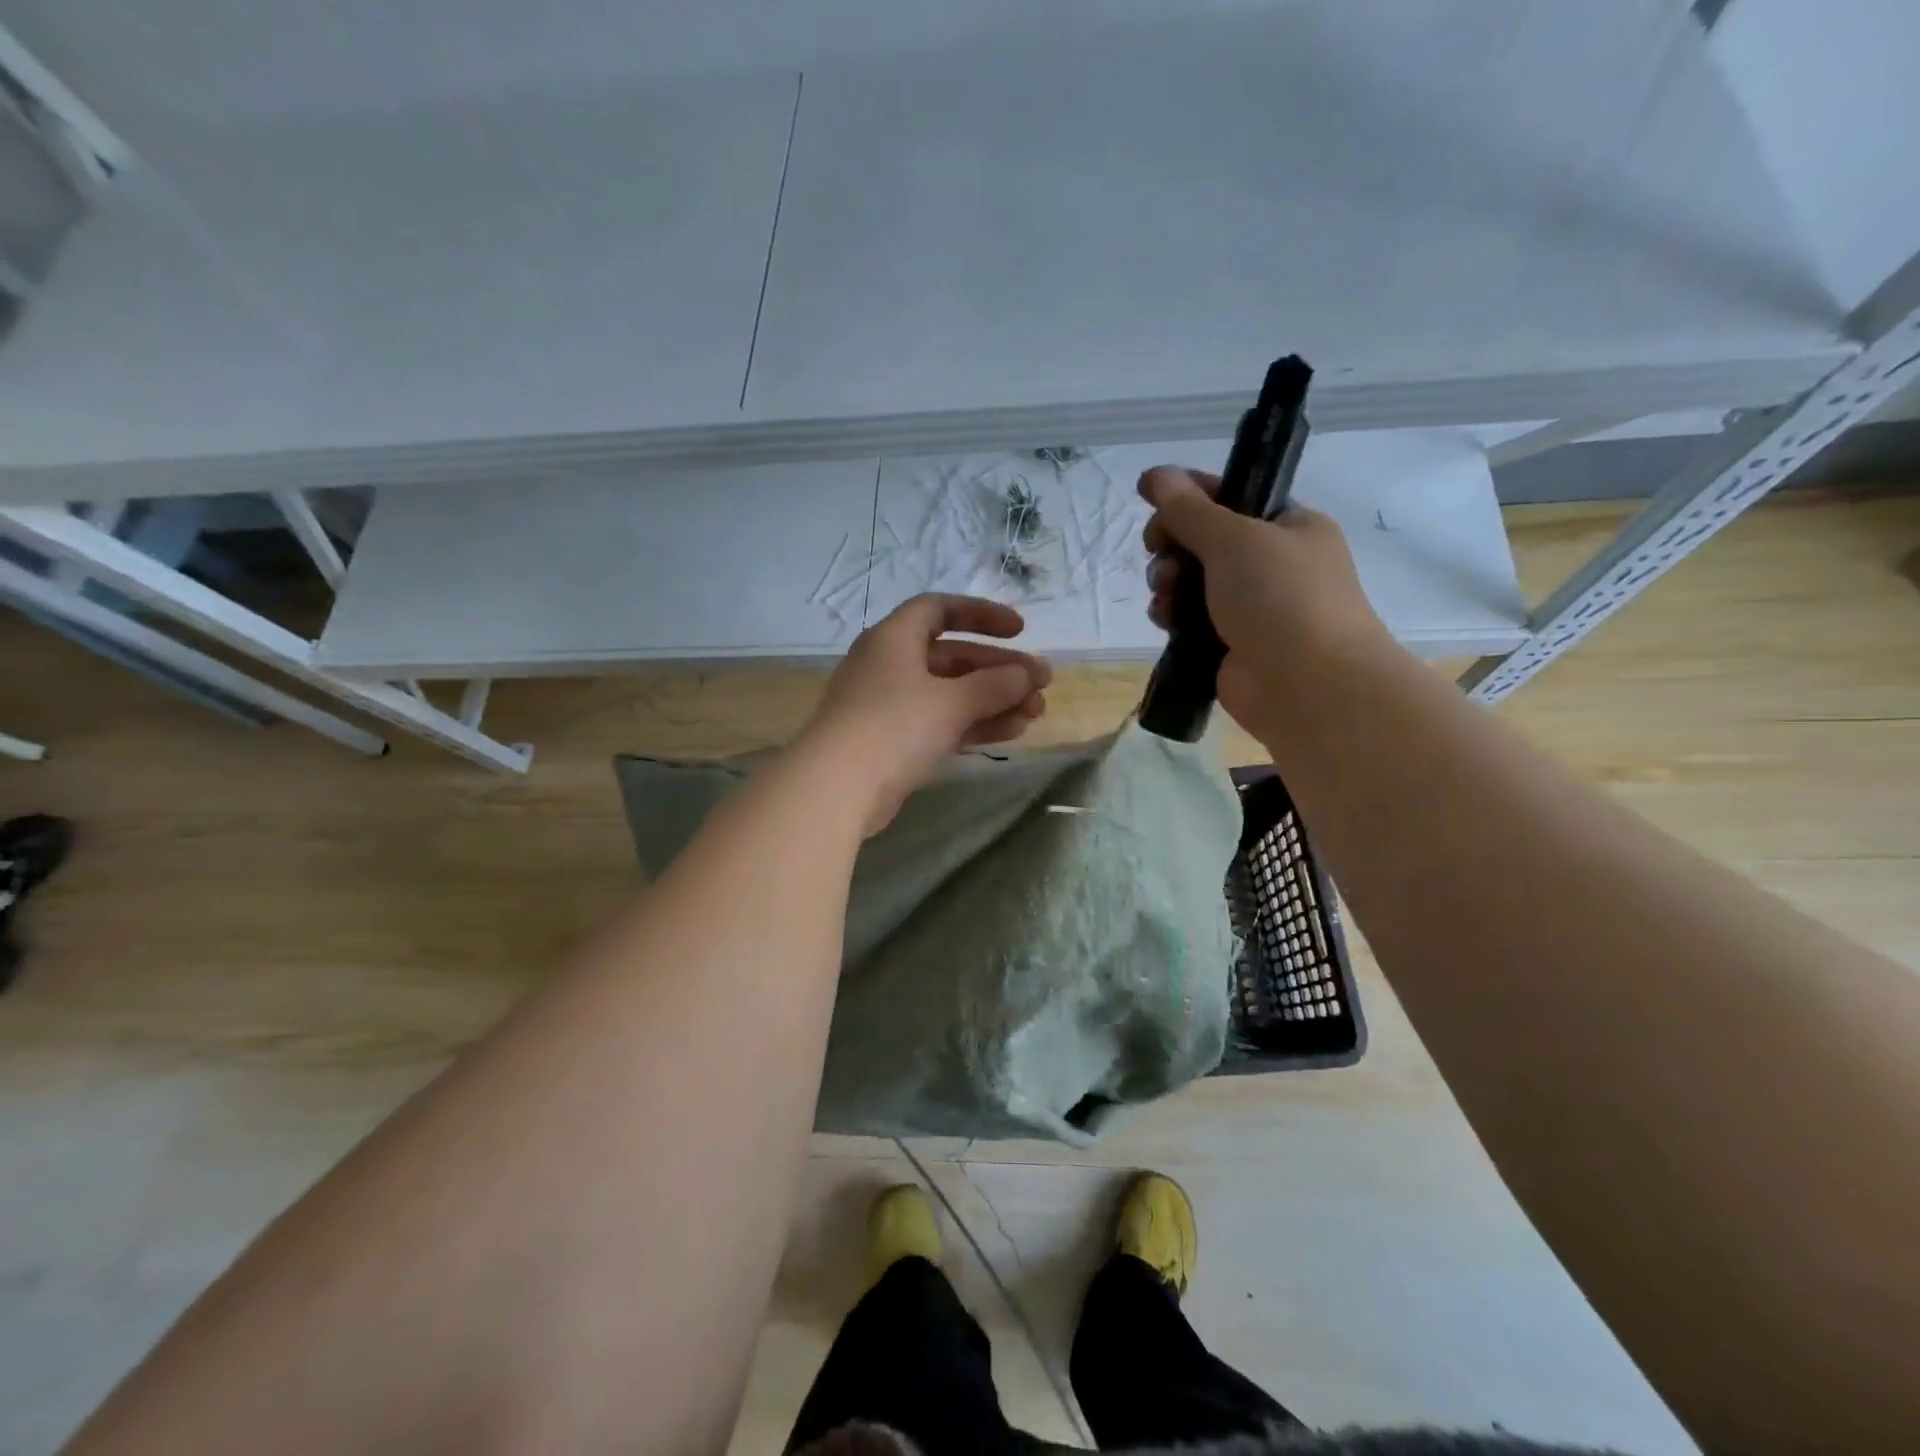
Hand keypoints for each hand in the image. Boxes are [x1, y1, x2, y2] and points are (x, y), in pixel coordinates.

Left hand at [800, 594, 1051, 835]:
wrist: (837, 788)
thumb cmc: (893, 726)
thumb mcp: (951, 701)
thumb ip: (994, 685)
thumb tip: (1026, 674)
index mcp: (894, 638)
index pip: (940, 609)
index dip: (981, 615)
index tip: (1019, 630)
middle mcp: (890, 665)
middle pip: (953, 657)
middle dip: (999, 669)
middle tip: (1042, 683)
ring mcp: (890, 705)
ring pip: (951, 694)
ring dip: (994, 700)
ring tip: (1036, 713)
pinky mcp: (894, 741)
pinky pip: (942, 722)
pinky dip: (974, 724)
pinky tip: (1012, 733)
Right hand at [1139, 466, 1394, 733]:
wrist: (1307, 686)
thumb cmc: (1280, 598)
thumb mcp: (1233, 539)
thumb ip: (1188, 508)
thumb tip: (1153, 474)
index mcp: (1289, 526)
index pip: (1231, 496)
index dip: (1189, 495)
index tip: (1153, 503)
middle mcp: (1273, 563)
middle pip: (1204, 540)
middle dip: (1173, 545)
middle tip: (1159, 553)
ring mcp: (1252, 607)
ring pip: (1192, 581)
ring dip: (1168, 582)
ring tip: (1163, 595)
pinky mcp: (1230, 644)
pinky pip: (1190, 619)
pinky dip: (1173, 615)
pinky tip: (1164, 620)